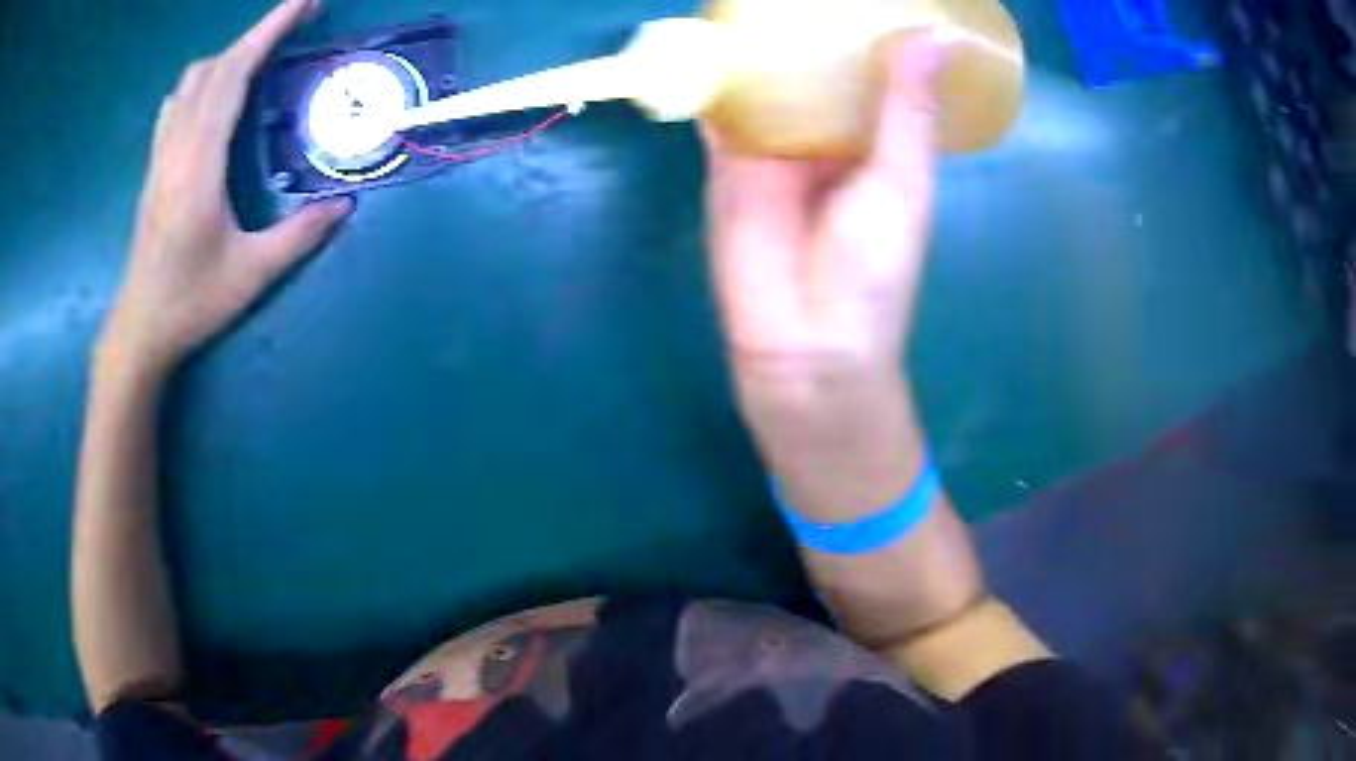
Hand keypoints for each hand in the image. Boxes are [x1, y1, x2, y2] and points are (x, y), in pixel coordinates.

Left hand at [101, 0, 351, 374]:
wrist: (139, 329)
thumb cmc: (190, 303)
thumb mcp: (251, 275)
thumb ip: (299, 236)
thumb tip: (345, 204)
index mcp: (199, 163)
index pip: (234, 76)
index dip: (269, 32)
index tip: (304, 3)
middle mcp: (177, 147)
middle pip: (215, 68)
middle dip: (258, 34)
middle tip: (299, 20)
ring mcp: (161, 155)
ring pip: (191, 81)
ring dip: (229, 56)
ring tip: (260, 57)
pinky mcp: (155, 167)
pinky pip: (177, 103)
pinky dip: (202, 81)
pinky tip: (216, 95)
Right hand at [702, 38, 941, 391]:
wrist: (805, 346)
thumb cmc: (872, 274)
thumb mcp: (901, 183)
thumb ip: (906, 109)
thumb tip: (937, 36)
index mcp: (875, 142)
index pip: (872, 74)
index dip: (870, 33)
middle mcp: (824, 137)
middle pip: (813, 70)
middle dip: (810, 28)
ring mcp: (772, 146)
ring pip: (765, 81)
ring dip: (761, 43)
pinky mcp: (728, 161)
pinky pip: (720, 109)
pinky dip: (714, 74)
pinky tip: (715, 33)